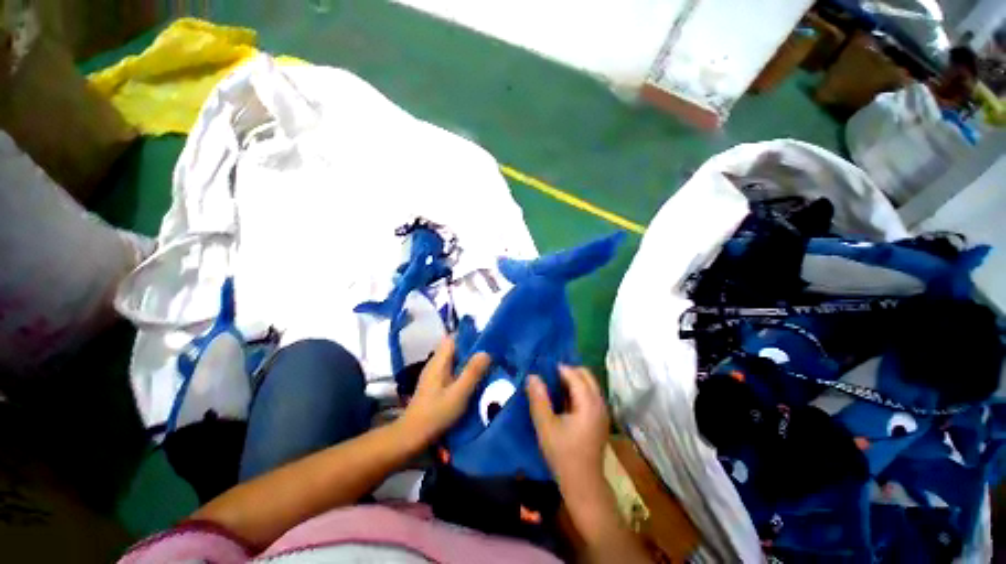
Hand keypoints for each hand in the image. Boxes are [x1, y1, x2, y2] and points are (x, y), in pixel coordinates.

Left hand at [400, 336, 490, 445]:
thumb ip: (472, 372)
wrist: (412, 437)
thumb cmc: (436, 414)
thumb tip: (486, 352)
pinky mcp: (436, 386)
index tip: (486, 341)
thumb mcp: (459, 393)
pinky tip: (474, 382)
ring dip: (469, 362)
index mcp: (439, 361)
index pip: (453, 338)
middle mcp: (435, 363)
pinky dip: (464, 373)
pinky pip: (453, 372)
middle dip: (472, 350)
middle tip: (491, 355)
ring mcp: (435, 375)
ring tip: (487, 367)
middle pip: (455, 349)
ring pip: (455, 361)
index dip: (469, 336)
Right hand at [527, 366, 609, 491]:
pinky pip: (589, 394)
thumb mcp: (546, 426)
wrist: (583, 484)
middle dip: (568, 371)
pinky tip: (563, 399)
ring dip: (572, 380)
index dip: (558, 368)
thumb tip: (532, 376)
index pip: (574, 375)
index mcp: (588, 403)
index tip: (542, 367)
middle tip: (548, 374)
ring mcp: (601, 411)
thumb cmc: (563, 454)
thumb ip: (539, 399)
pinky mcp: (599, 418)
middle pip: (586, 375)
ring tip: (552, 384)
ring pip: (588, 384)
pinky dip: (577, 390)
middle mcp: (599, 403)